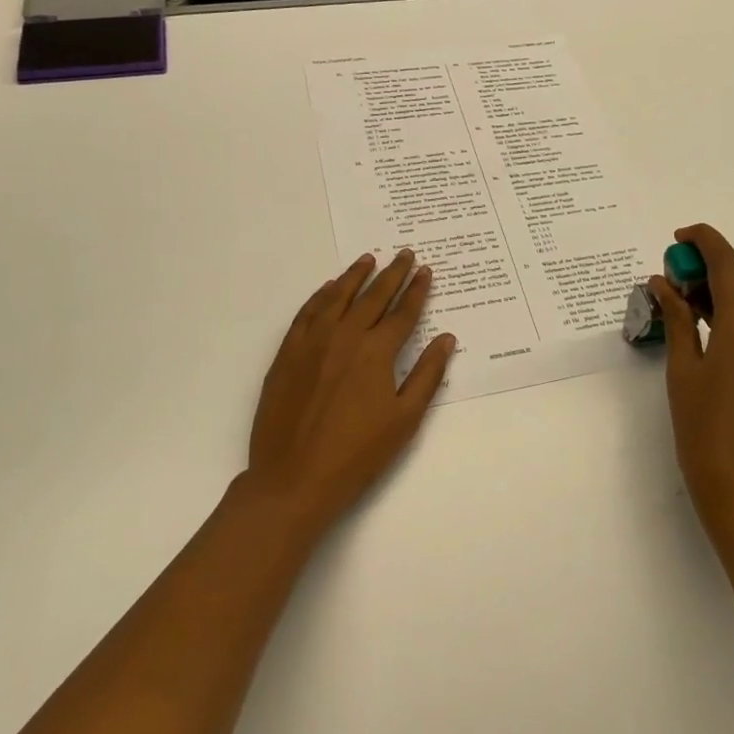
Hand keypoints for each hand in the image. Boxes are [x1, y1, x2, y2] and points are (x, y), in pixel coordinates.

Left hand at [242, 250, 456, 535]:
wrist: (293, 479)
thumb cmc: (357, 454)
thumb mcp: (404, 419)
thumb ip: (427, 374)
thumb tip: (446, 338)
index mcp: (376, 352)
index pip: (403, 312)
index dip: (417, 290)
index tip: (426, 271)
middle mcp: (344, 337)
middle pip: (372, 297)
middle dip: (392, 274)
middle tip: (404, 253)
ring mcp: (311, 343)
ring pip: (336, 297)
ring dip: (355, 276)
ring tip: (368, 259)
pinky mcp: (287, 354)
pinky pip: (306, 313)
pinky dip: (320, 296)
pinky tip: (328, 288)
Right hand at [653, 224, 733, 528]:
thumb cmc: (702, 429)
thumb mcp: (682, 369)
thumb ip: (678, 318)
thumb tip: (663, 283)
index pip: (728, 265)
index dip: (705, 242)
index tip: (679, 238)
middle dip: (709, 274)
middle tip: (672, 281)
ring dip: (724, 300)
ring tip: (687, 310)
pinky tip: (713, 340)